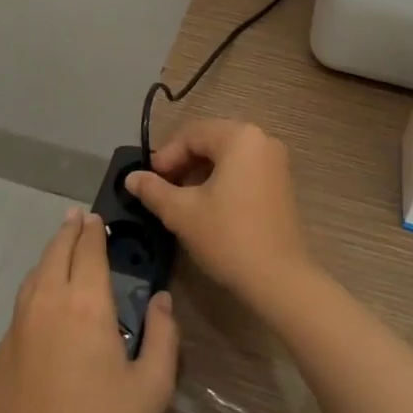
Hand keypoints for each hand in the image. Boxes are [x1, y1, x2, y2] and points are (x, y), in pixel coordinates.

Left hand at [0, 208, 179, 412]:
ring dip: (50, 253)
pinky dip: (36, 283)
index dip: (94, 230)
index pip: (89, 250)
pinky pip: (22, 300)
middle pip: (57, 250)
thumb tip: (162, 300)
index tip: (98, 218)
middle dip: (70, 230)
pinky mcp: (3, 347)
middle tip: (78, 218)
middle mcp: (50, 301)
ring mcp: (20, 323)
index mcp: (87, 304)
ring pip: (36, 272)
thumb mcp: (152, 389)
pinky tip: (42, 294)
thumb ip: (164, 337)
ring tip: (61, 246)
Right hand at [126, 118, 312, 309]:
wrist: (278, 278)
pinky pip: (244, 169)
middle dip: (183, 163)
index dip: (166, 156)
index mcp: (239, 137)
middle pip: (211, 141)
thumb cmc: (228, 236)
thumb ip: (154, 190)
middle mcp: (261, 140)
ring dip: (200, 172)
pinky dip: (222, 180)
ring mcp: (275, 161)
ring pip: (227, 156)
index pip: (192, 134)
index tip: (149, 181)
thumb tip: (131, 178)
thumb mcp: (182, 212)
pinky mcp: (281, 183)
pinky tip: (207, 205)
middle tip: (162, 188)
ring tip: (181, 199)